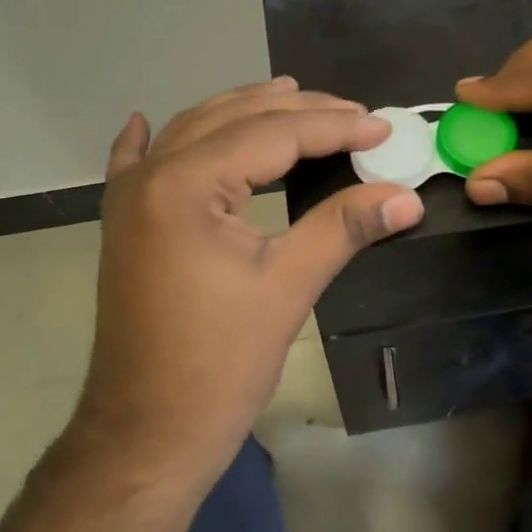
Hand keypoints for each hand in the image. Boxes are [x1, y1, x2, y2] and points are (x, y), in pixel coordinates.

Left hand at [76, 79, 423, 489]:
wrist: (146, 434)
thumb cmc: (219, 364)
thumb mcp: (288, 288)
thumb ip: (344, 229)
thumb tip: (408, 196)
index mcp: (185, 184)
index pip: (273, 135)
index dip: (334, 127)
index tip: (382, 127)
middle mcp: (150, 176)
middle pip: (232, 121)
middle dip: (296, 112)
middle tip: (352, 113)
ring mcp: (129, 200)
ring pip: (192, 133)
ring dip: (242, 114)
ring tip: (288, 97)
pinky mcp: (123, 227)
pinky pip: (134, 166)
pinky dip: (152, 141)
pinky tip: (143, 121)